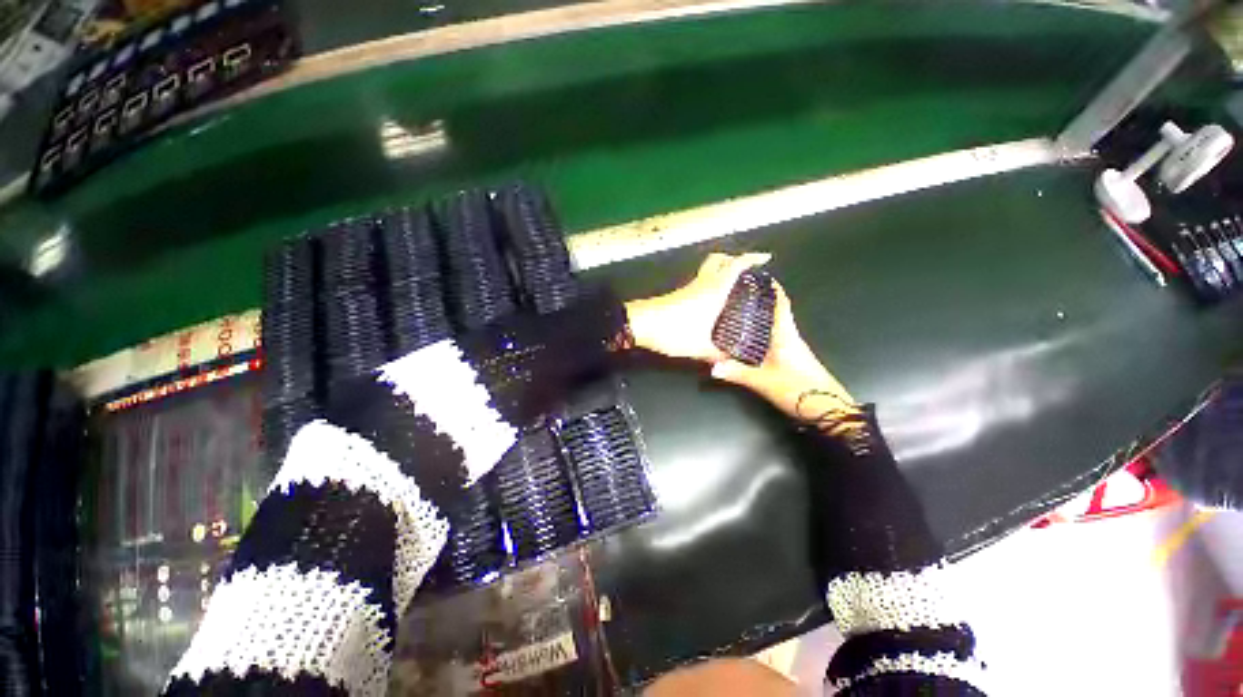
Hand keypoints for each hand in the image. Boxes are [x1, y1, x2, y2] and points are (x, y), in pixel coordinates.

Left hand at [625, 252, 771, 361]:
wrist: (641, 324)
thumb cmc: (673, 331)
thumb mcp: (700, 347)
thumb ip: (718, 355)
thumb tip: (733, 361)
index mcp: (714, 290)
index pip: (735, 266)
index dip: (751, 259)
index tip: (764, 258)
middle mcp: (702, 283)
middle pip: (718, 260)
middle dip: (733, 259)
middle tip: (745, 269)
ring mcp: (688, 287)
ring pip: (708, 270)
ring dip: (721, 271)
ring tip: (733, 285)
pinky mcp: (678, 294)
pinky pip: (700, 281)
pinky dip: (711, 283)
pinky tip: (713, 300)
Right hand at [709, 283, 860, 425]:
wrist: (828, 410)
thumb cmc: (797, 389)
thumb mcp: (762, 381)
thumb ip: (736, 373)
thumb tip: (712, 367)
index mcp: (786, 335)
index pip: (781, 304)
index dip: (773, 289)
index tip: (760, 277)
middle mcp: (791, 337)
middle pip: (777, 313)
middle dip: (761, 301)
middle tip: (740, 295)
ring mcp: (794, 349)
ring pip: (776, 326)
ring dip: (762, 317)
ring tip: (740, 313)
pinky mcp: (793, 359)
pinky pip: (775, 338)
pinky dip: (763, 333)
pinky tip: (750, 339)